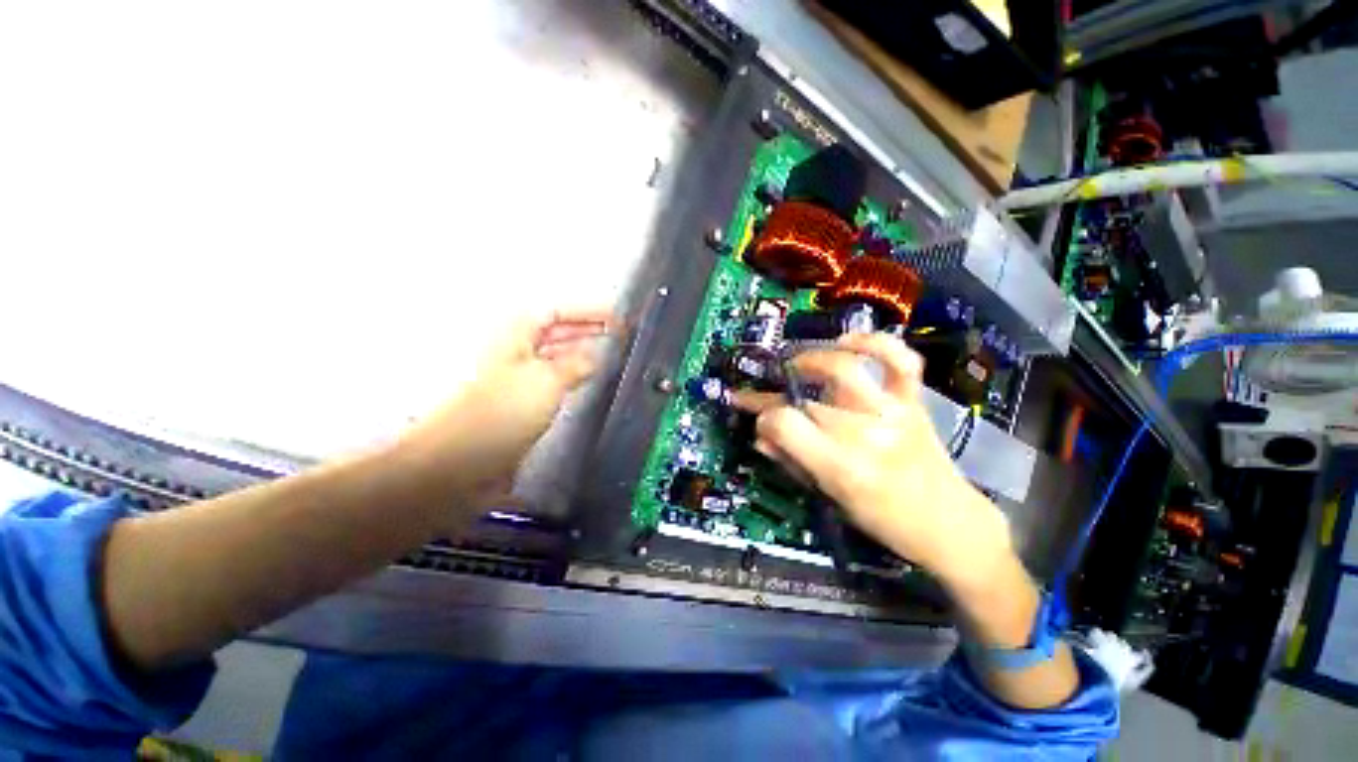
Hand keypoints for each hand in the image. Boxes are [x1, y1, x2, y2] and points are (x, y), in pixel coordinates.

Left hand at [396, 308, 615, 509]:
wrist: (461, 461)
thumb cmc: (502, 412)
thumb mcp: (547, 380)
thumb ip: (577, 363)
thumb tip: (597, 354)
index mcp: (515, 334)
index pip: (557, 310)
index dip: (588, 311)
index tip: (618, 319)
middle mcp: (515, 350)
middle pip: (556, 330)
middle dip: (588, 330)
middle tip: (619, 336)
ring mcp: (517, 376)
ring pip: (556, 355)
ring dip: (582, 352)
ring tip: (610, 355)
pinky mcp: (521, 401)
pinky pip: (554, 378)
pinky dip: (573, 375)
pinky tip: (587, 381)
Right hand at [734, 332, 1010, 586]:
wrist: (949, 524)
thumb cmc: (884, 520)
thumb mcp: (829, 498)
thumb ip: (791, 462)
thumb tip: (760, 435)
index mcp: (842, 466)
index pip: (786, 423)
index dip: (765, 418)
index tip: (762, 423)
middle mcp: (865, 432)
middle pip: (807, 400)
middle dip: (774, 397)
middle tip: (765, 397)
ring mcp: (892, 411)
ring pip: (843, 368)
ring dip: (811, 360)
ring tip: (796, 365)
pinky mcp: (912, 400)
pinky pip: (899, 360)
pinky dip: (874, 343)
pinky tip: (848, 341)